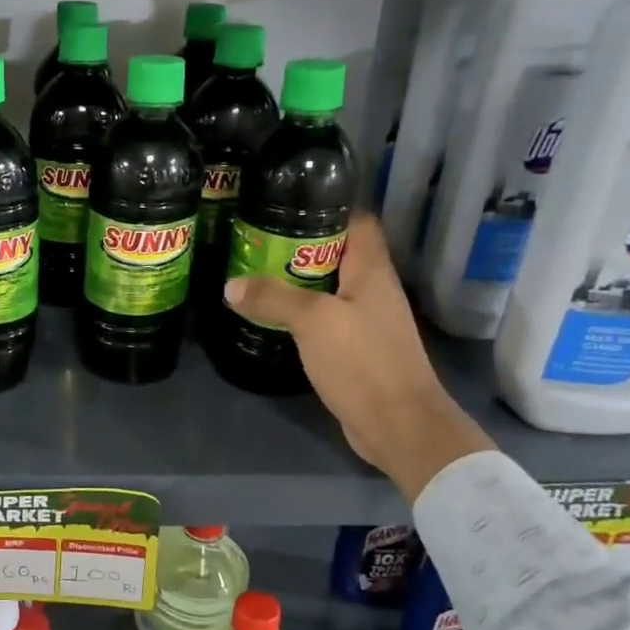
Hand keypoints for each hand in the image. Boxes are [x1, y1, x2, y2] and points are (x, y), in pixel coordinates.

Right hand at [223, 213, 492, 500]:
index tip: (289, 205)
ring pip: (331, 288)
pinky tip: (275, 317)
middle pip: (339, 254)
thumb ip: (273, 298)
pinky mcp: (358, 350)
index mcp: (372, 270)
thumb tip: (231, 285)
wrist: (398, 424)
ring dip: (299, 282)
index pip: (358, 221)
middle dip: (301, 246)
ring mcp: (368, 321)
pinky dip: (303, 314)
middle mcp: (374, 289)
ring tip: (257, 274)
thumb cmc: (362, 361)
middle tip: (258, 242)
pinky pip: (328, 319)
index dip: (329, 207)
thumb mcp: (312, 322)